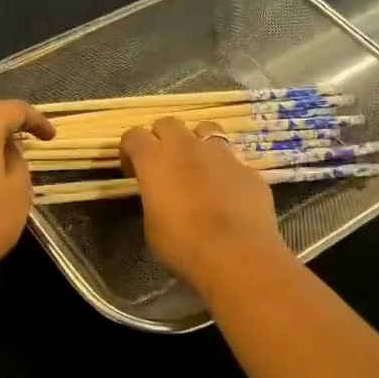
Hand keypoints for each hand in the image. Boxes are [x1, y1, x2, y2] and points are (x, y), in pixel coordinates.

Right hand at [122, 117, 287, 289]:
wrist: (234, 254)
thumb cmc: (181, 243)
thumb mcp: (151, 224)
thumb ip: (153, 199)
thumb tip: (161, 196)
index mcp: (154, 158)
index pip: (133, 135)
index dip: (130, 151)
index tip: (133, 171)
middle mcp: (186, 146)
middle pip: (168, 123)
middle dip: (162, 138)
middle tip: (164, 165)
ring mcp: (221, 154)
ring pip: (206, 130)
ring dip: (197, 143)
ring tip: (198, 168)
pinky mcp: (248, 170)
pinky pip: (233, 161)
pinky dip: (226, 172)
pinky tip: (228, 195)